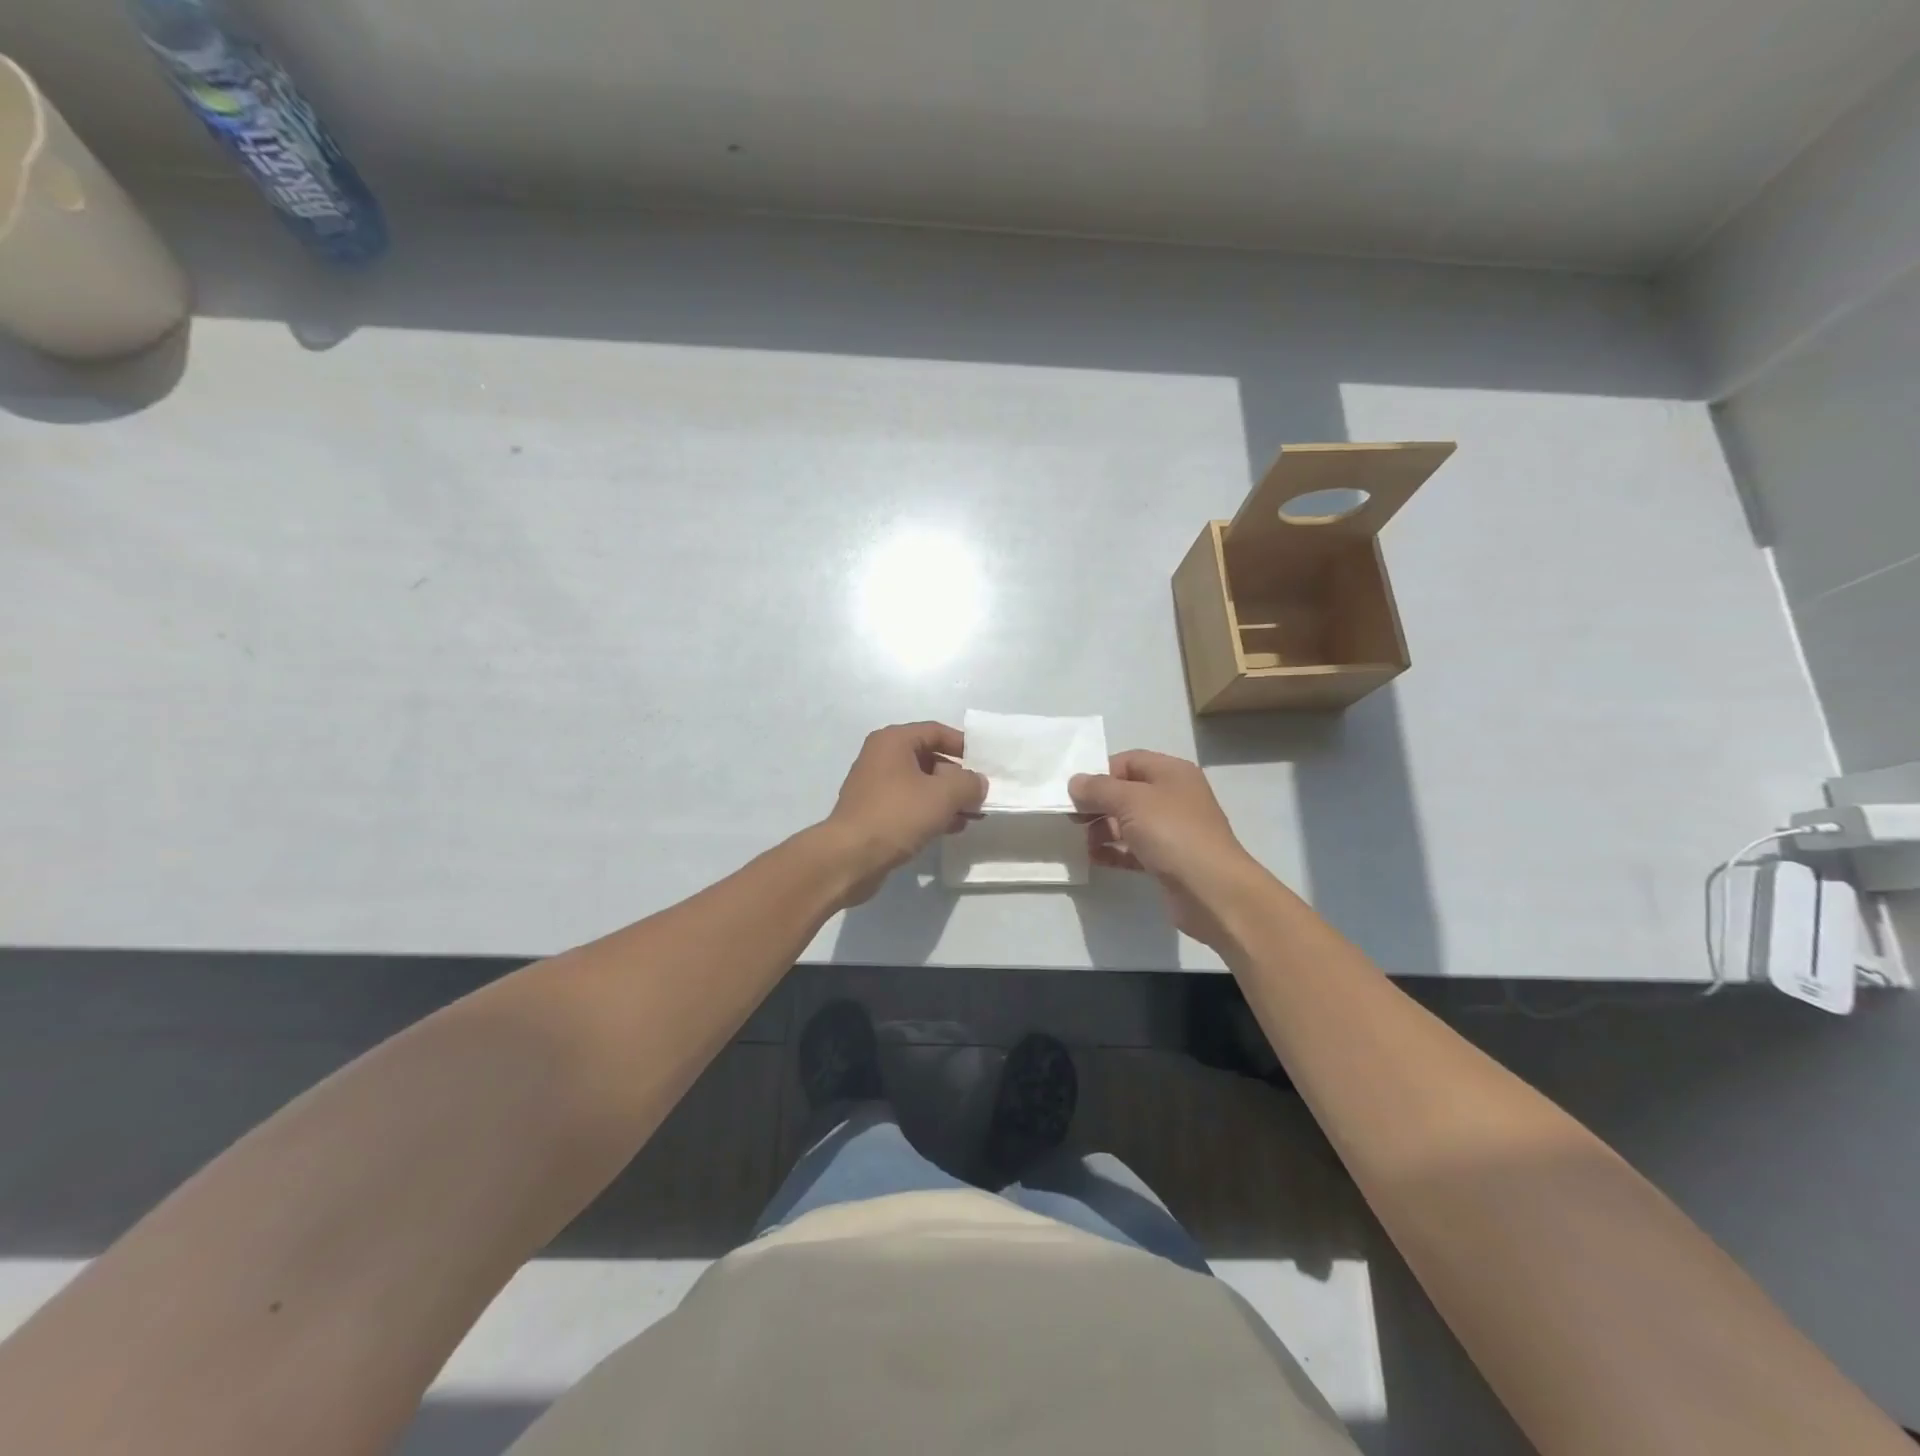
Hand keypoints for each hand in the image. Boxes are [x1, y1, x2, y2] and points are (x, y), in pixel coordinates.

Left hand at [823, 722, 985, 903]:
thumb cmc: (898, 814)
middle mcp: (881, 757)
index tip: (985, 763)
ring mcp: (875, 786)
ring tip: (972, 816)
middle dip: (957, 777)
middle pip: (929, 758)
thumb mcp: (943, 795)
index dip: (963, 745)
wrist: (851, 857)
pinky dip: (931, 812)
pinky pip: (910, 805)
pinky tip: (951, 828)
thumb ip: (969, 784)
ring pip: (921, 785)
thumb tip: (978, 783)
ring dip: (947, 799)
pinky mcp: (874, 813)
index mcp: (893, 741)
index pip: (935, 731)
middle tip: (980, 795)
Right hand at [1069, 750, 1268, 943]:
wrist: (1212, 891)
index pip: (1129, 761)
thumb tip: (1075, 782)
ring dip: (1103, 829)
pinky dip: (1114, 852)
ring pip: (1129, 822)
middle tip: (1072, 818)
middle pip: (1127, 792)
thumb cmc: (1172, 834)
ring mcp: (1173, 830)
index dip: (1100, 773)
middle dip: (1098, 803)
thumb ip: (1098, 789)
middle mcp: (1174, 797)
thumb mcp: (1131, 801)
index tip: (1075, 793)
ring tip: (1082, 842)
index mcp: (1172, 773)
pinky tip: (1094, 858)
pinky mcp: (1168, 860)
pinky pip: (1134, 849)